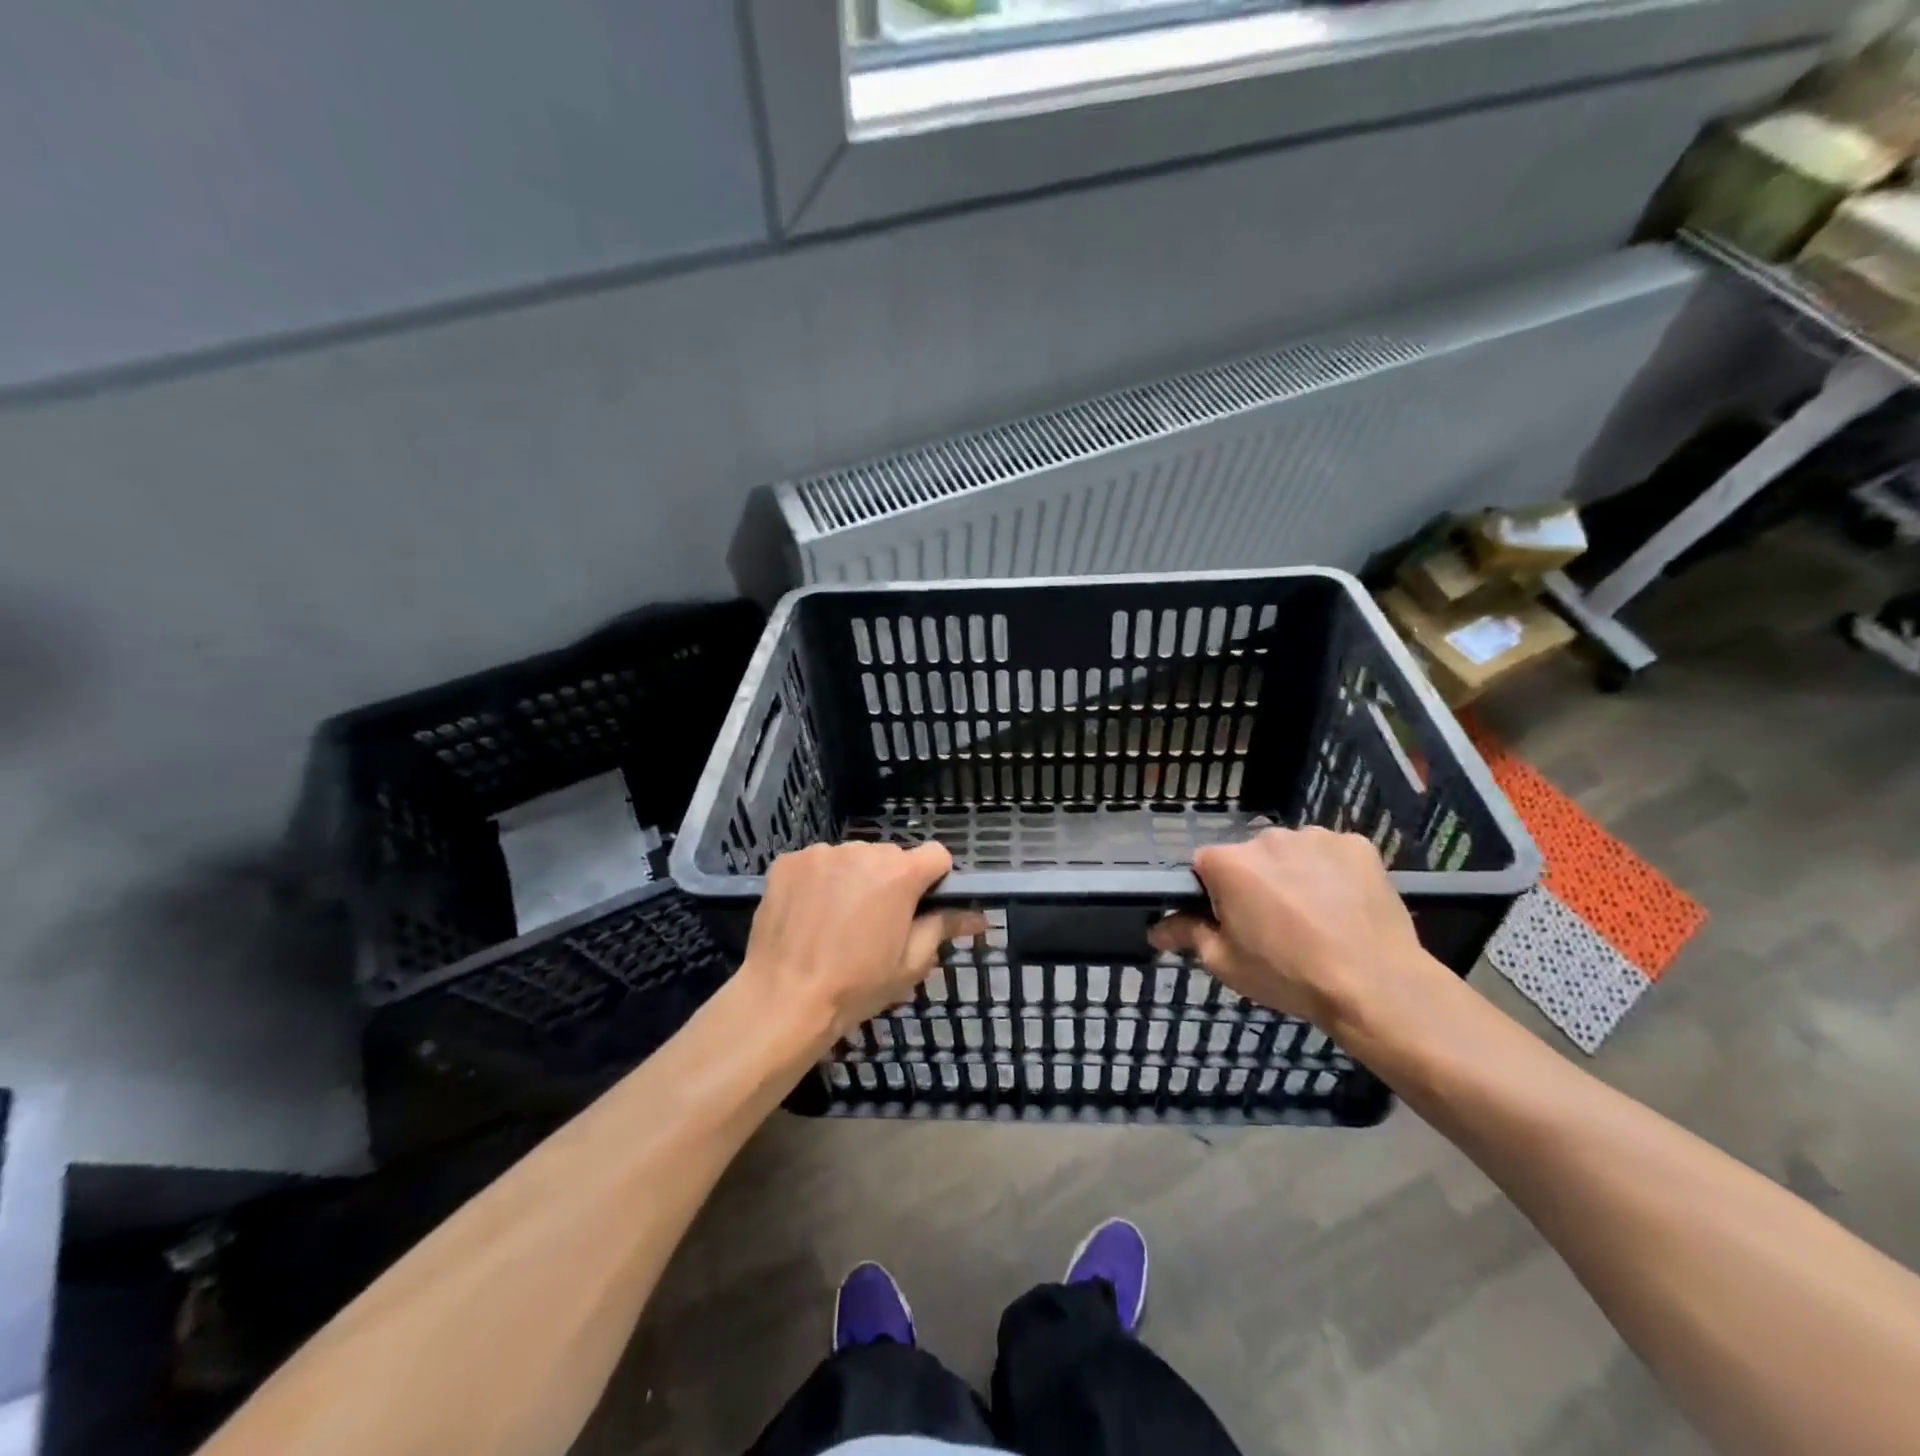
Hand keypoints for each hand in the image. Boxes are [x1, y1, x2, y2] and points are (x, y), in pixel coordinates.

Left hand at [740, 841, 986, 1048]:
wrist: (783, 999)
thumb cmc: (856, 986)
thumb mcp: (910, 963)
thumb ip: (944, 927)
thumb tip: (978, 916)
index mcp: (900, 873)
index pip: (936, 855)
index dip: (934, 879)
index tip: (921, 906)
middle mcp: (863, 851)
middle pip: (891, 857)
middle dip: (890, 881)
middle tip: (877, 923)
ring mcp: (821, 853)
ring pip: (852, 858)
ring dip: (854, 879)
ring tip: (837, 921)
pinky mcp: (788, 861)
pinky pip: (817, 864)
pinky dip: (819, 882)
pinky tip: (809, 914)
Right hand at [1148, 827, 1446, 1034]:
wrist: (1376, 985)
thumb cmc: (1289, 975)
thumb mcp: (1226, 963)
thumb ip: (1187, 934)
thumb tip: (1156, 929)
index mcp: (1229, 863)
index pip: (1204, 866)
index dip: (1213, 894)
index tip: (1230, 921)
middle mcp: (1268, 838)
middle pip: (1250, 857)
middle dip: (1255, 882)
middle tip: (1275, 925)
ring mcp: (1316, 837)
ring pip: (1292, 853)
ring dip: (1294, 875)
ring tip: (1315, 917)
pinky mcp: (1357, 844)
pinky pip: (1331, 854)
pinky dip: (1332, 873)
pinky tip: (1344, 905)